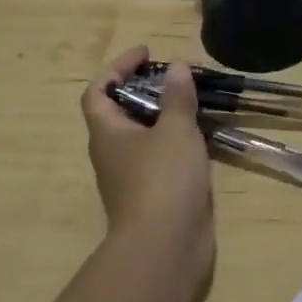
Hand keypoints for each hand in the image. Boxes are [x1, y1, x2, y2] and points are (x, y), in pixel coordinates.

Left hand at [81, 47, 214, 271]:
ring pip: (144, 135)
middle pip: (121, 111)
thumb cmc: (162, 179)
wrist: (165, 248)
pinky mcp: (154, 194)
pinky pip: (162, 156)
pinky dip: (178, 140)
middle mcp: (113, 153)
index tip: (146, 54)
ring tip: (195, 100)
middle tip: (176, 76)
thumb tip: (176, 69)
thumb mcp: (175, 129)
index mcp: (107, 133)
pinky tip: (203, 135)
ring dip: (165, 115)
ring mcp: (132, 176)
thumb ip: (177, 97)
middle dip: (146, 89)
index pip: (98, 91)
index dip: (117, 67)